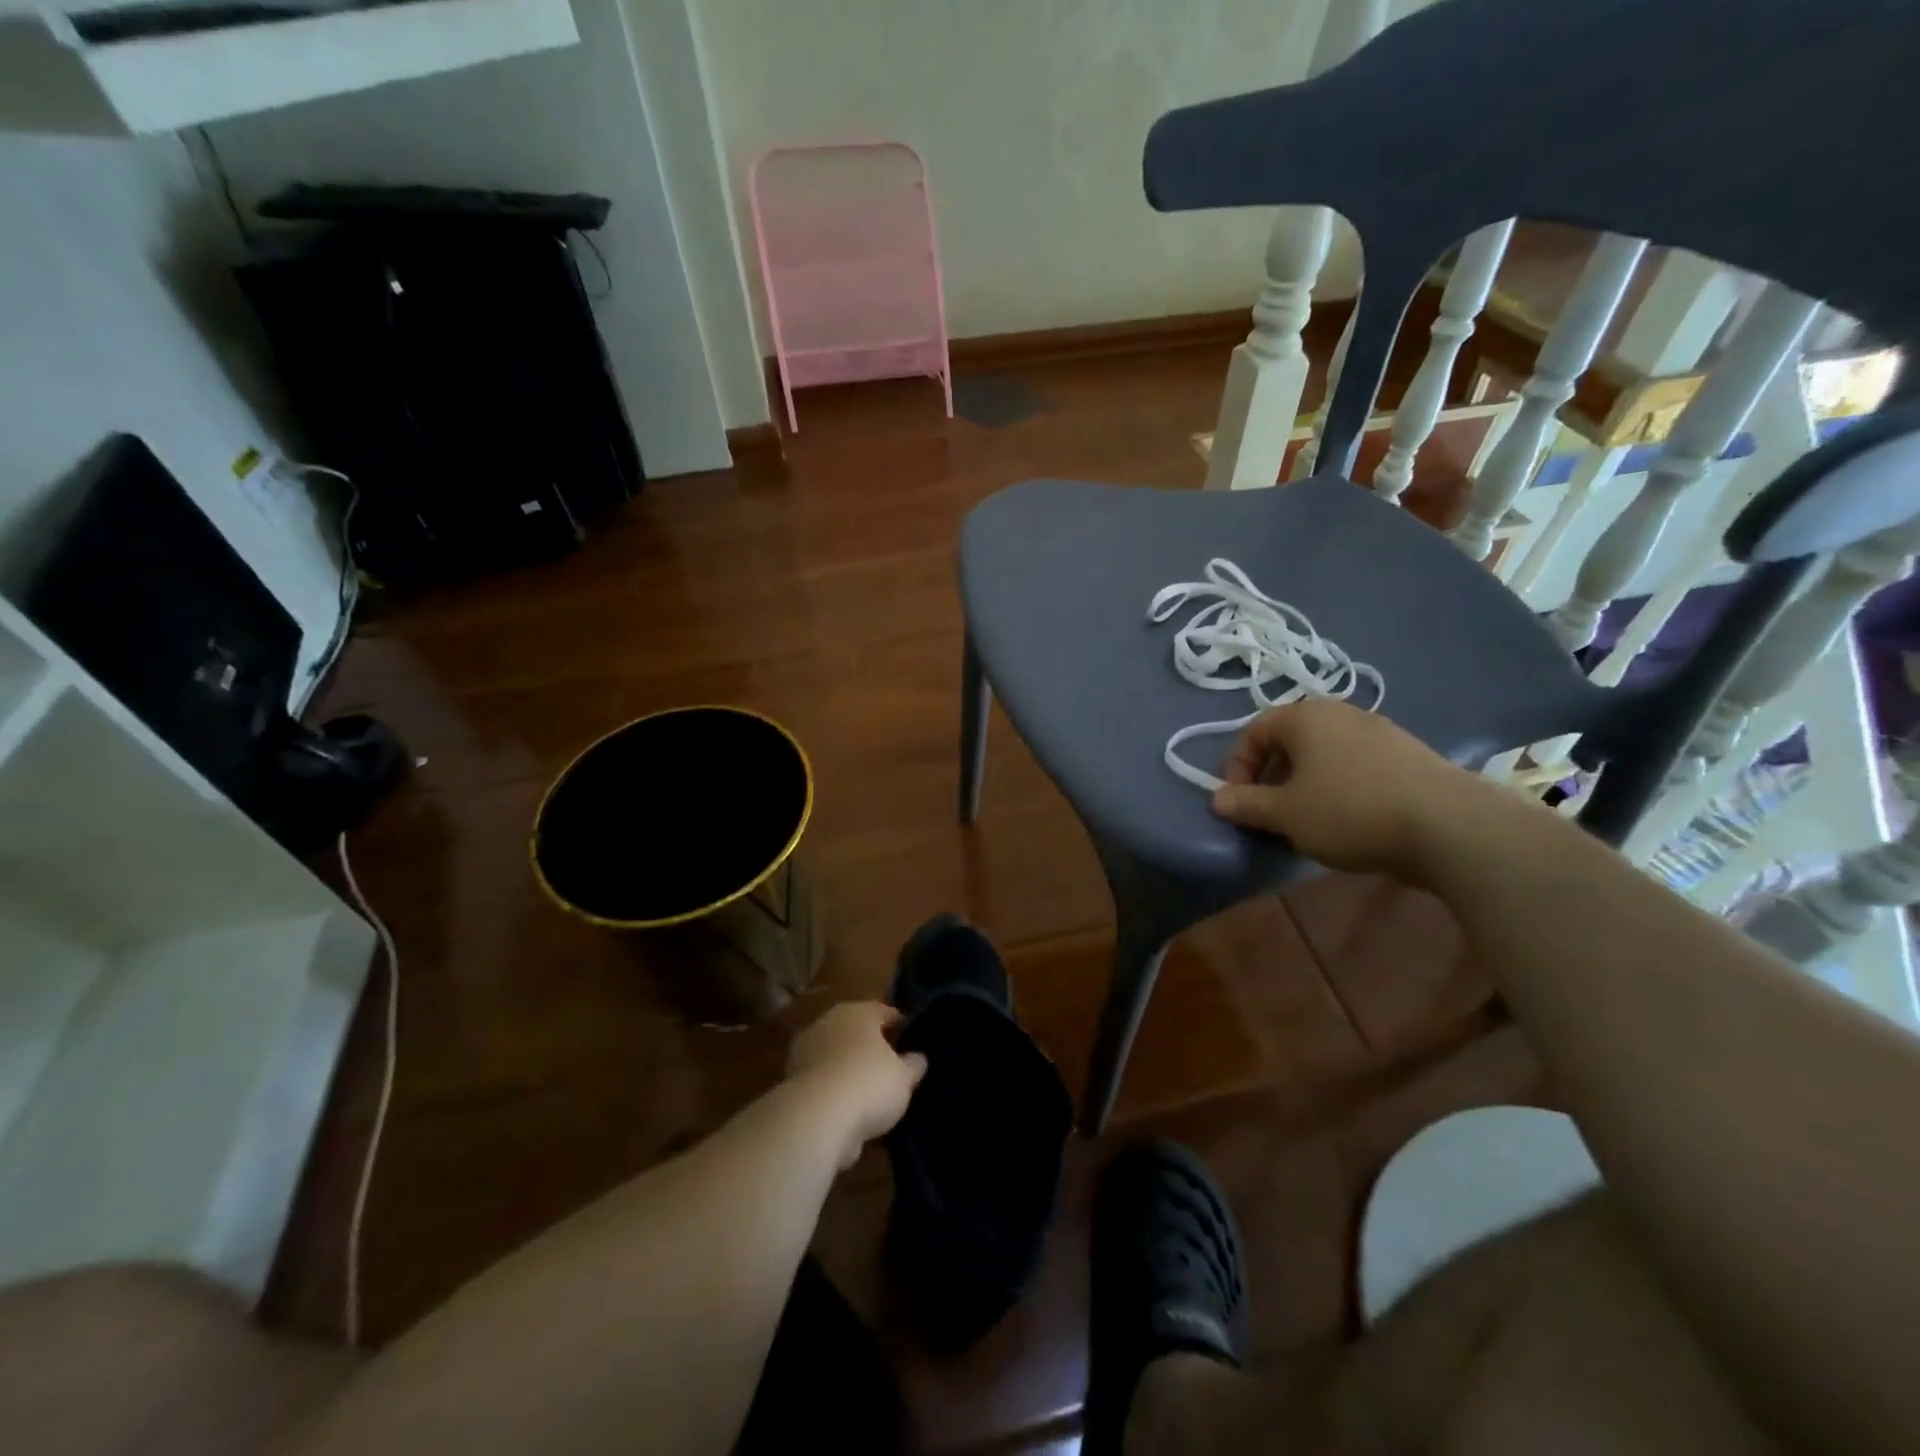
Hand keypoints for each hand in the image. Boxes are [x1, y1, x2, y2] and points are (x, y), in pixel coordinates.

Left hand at [786, 1001, 927, 1168]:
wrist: (817, 1118)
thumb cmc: (869, 1083)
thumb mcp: (904, 1077)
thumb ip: (913, 1065)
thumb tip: (918, 1058)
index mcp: (857, 1012)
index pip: (883, 1012)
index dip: (900, 1024)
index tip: (911, 1038)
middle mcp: (828, 1024)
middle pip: (856, 1032)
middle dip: (871, 1047)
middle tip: (891, 1065)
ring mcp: (806, 1052)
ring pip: (836, 1058)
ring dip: (849, 1071)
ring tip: (870, 1095)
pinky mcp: (792, 1083)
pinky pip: (823, 1084)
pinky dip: (834, 1094)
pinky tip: (849, 1113)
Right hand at [1208, 699, 1494, 877]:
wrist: (1448, 825)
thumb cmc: (1349, 811)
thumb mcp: (1285, 814)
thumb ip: (1246, 804)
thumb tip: (1216, 799)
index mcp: (1304, 717)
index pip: (1253, 731)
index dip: (1236, 767)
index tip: (1237, 802)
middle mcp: (1340, 712)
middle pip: (1289, 740)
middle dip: (1271, 775)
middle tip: (1269, 811)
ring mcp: (1378, 730)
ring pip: (1323, 753)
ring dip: (1304, 782)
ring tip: (1307, 819)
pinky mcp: (1407, 754)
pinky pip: (1355, 764)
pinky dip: (1338, 785)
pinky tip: (1348, 818)